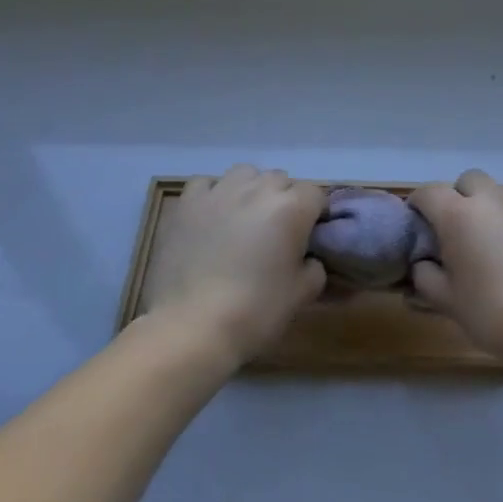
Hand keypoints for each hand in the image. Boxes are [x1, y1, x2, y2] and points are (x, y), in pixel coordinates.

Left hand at [142, 165, 327, 365]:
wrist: (192, 327)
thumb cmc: (256, 311)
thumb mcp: (302, 293)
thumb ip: (314, 267)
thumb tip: (308, 258)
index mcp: (291, 208)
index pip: (316, 194)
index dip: (315, 215)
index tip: (309, 237)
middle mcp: (257, 189)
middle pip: (281, 180)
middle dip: (284, 201)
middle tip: (277, 233)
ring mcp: (219, 192)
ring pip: (245, 174)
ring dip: (251, 190)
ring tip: (244, 218)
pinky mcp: (187, 204)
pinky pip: (206, 184)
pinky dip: (214, 194)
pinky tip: (212, 217)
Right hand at [409, 170, 502, 365]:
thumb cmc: (490, 311)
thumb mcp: (445, 299)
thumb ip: (425, 276)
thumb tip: (423, 264)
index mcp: (459, 215)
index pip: (429, 192)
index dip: (417, 204)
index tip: (416, 223)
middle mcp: (491, 200)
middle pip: (467, 180)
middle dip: (456, 196)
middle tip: (453, 228)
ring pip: (496, 191)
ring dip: (484, 204)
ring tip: (484, 238)